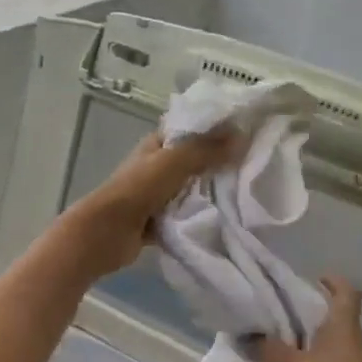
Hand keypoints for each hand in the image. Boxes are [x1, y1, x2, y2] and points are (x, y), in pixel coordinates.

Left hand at [60, 128, 236, 276]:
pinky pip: (186, 214)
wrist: (106, 233)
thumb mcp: (173, 162)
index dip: (216, 127)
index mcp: (157, 144)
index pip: (191, 128)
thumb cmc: (137, 190)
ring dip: (212, 190)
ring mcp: (158, 194)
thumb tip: (242, 136)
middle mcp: (157, 166)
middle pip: (195, 159)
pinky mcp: (159, 220)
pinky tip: (227, 217)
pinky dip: (201, 215)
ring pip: (192, 188)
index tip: (249, 131)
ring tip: (247, 190)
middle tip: (256, 164)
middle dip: (220, 161)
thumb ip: (206, 150)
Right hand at [255, 276, 361, 361]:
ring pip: (322, 355)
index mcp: (342, 326)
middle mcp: (349, 343)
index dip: (333, 281)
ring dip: (300, 357)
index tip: (314, 279)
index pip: (346, 292)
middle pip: (329, 323)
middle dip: (303, 322)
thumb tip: (244, 338)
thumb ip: (269, 352)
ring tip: (272, 361)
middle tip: (276, 321)